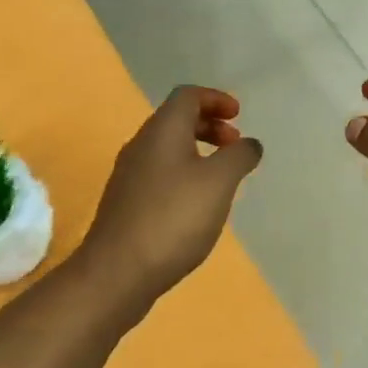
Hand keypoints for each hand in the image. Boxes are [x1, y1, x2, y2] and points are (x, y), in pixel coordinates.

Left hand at [79, 86, 262, 310]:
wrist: (118, 271)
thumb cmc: (173, 218)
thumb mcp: (219, 183)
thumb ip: (239, 157)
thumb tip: (249, 144)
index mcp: (161, 131)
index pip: (187, 96)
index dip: (215, 99)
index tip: (238, 116)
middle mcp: (140, 146)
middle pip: (175, 121)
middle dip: (208, 126)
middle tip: (234, 146)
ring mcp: (128, 176)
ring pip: (166, 150)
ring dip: (196, 153)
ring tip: (220, 178)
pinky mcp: (125, 205)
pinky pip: (159, 175)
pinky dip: (183, 176)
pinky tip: (196, 206)